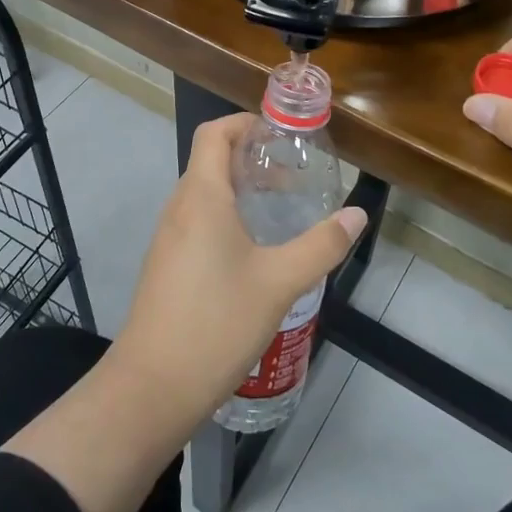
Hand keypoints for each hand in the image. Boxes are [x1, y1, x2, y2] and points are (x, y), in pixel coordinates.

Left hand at [112, 113, 367, 421]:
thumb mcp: (279, 282)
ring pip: (204, 194)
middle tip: (294, 175)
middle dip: (251, 159)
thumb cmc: (217, 323)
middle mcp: (179, 208)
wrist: (153, 387)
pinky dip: (226, 217)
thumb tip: (357, 214)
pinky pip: (197, 222)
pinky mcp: (166, 265)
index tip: (281, 136)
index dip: (245, 124)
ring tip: (281, 210)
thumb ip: (321, 245)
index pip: (214, 134)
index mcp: (201, 197)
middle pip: (210, 161)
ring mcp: (168, 238)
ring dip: (240, 190)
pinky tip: (255, 251)